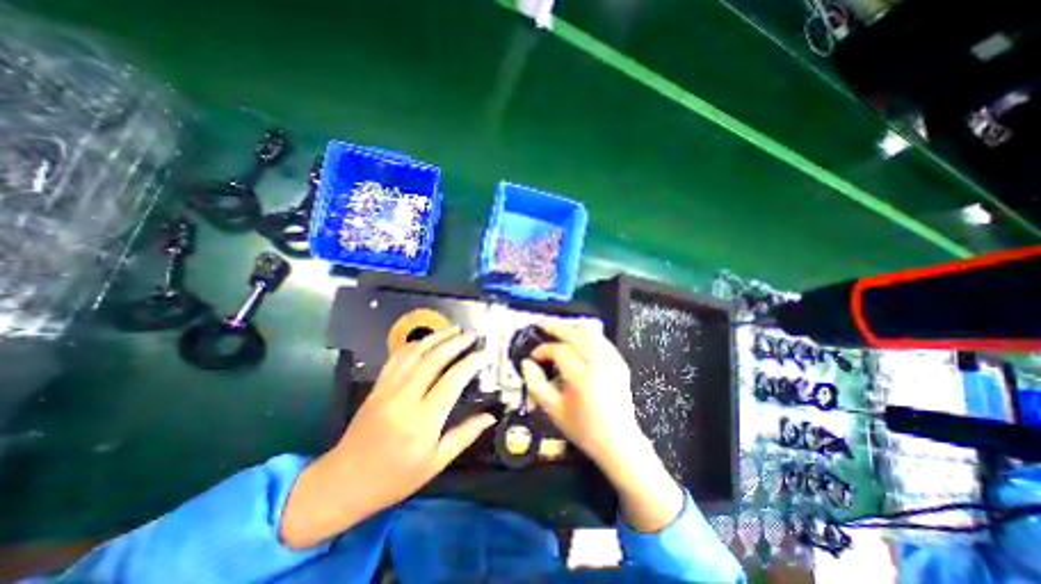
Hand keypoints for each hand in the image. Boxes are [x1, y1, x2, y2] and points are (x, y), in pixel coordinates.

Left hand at [279, 328, 493, 547]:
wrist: (344, 482)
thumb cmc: (395, 477)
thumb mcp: (436, 463)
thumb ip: (465, 435)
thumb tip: (490, 417)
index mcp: (423, 420)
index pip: (452, 381)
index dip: (469, 364)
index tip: (483, 354)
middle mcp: (405, 398)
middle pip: (433, 360)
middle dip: (455, 342)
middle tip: (471, 334)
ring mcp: (388, 389)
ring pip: (414, 353)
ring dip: (436, 337)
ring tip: (454, 329)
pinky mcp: (377, 386)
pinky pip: (396, 358)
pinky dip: (414, 344)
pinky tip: (426, 340)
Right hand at [519, 323, 643, 466]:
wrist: (618, 442)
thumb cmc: (583, 429)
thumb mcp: (553, 410)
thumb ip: (536, 384)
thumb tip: (527, 363)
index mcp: (582, 377)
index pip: (559, 350)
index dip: (543, 349)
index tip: (534, 356)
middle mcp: (600, 363)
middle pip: (576, 333)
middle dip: (556, 327)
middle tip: (541, 326)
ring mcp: (613, 361)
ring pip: (590, 333)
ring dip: (571, 329)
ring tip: (556, 331)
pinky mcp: (620, 362)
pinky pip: (601, 340)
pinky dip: (586, 336)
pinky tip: (576, 340)